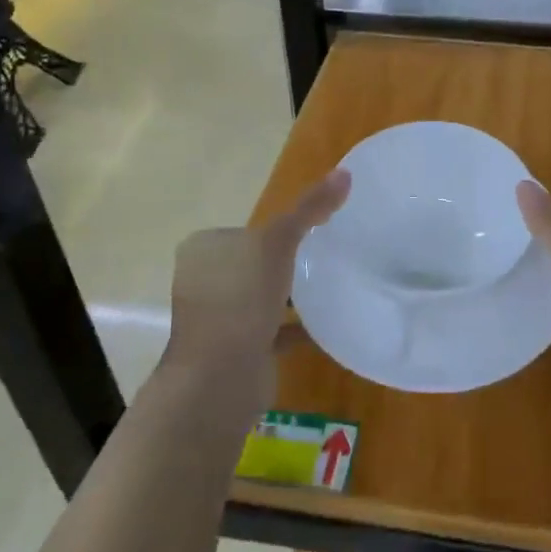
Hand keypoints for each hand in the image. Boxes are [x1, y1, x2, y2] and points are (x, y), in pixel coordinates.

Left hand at [164, 169, 350, 411]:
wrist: (220, 379)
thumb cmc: (241, 299)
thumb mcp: (277, 242)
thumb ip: (309, 209)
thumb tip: (345, 172)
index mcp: (205, 252)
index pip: (245, 230)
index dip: (277, 228)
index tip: (315, 228)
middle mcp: (208, 283)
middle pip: (255, 264)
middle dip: (286, 262)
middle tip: (329, 254)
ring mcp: (222, 319)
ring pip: (264, 299)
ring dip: (291, 295)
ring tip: (332, 284)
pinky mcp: (240, 350)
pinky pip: (275, 332)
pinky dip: (298, 328)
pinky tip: (328, 324)